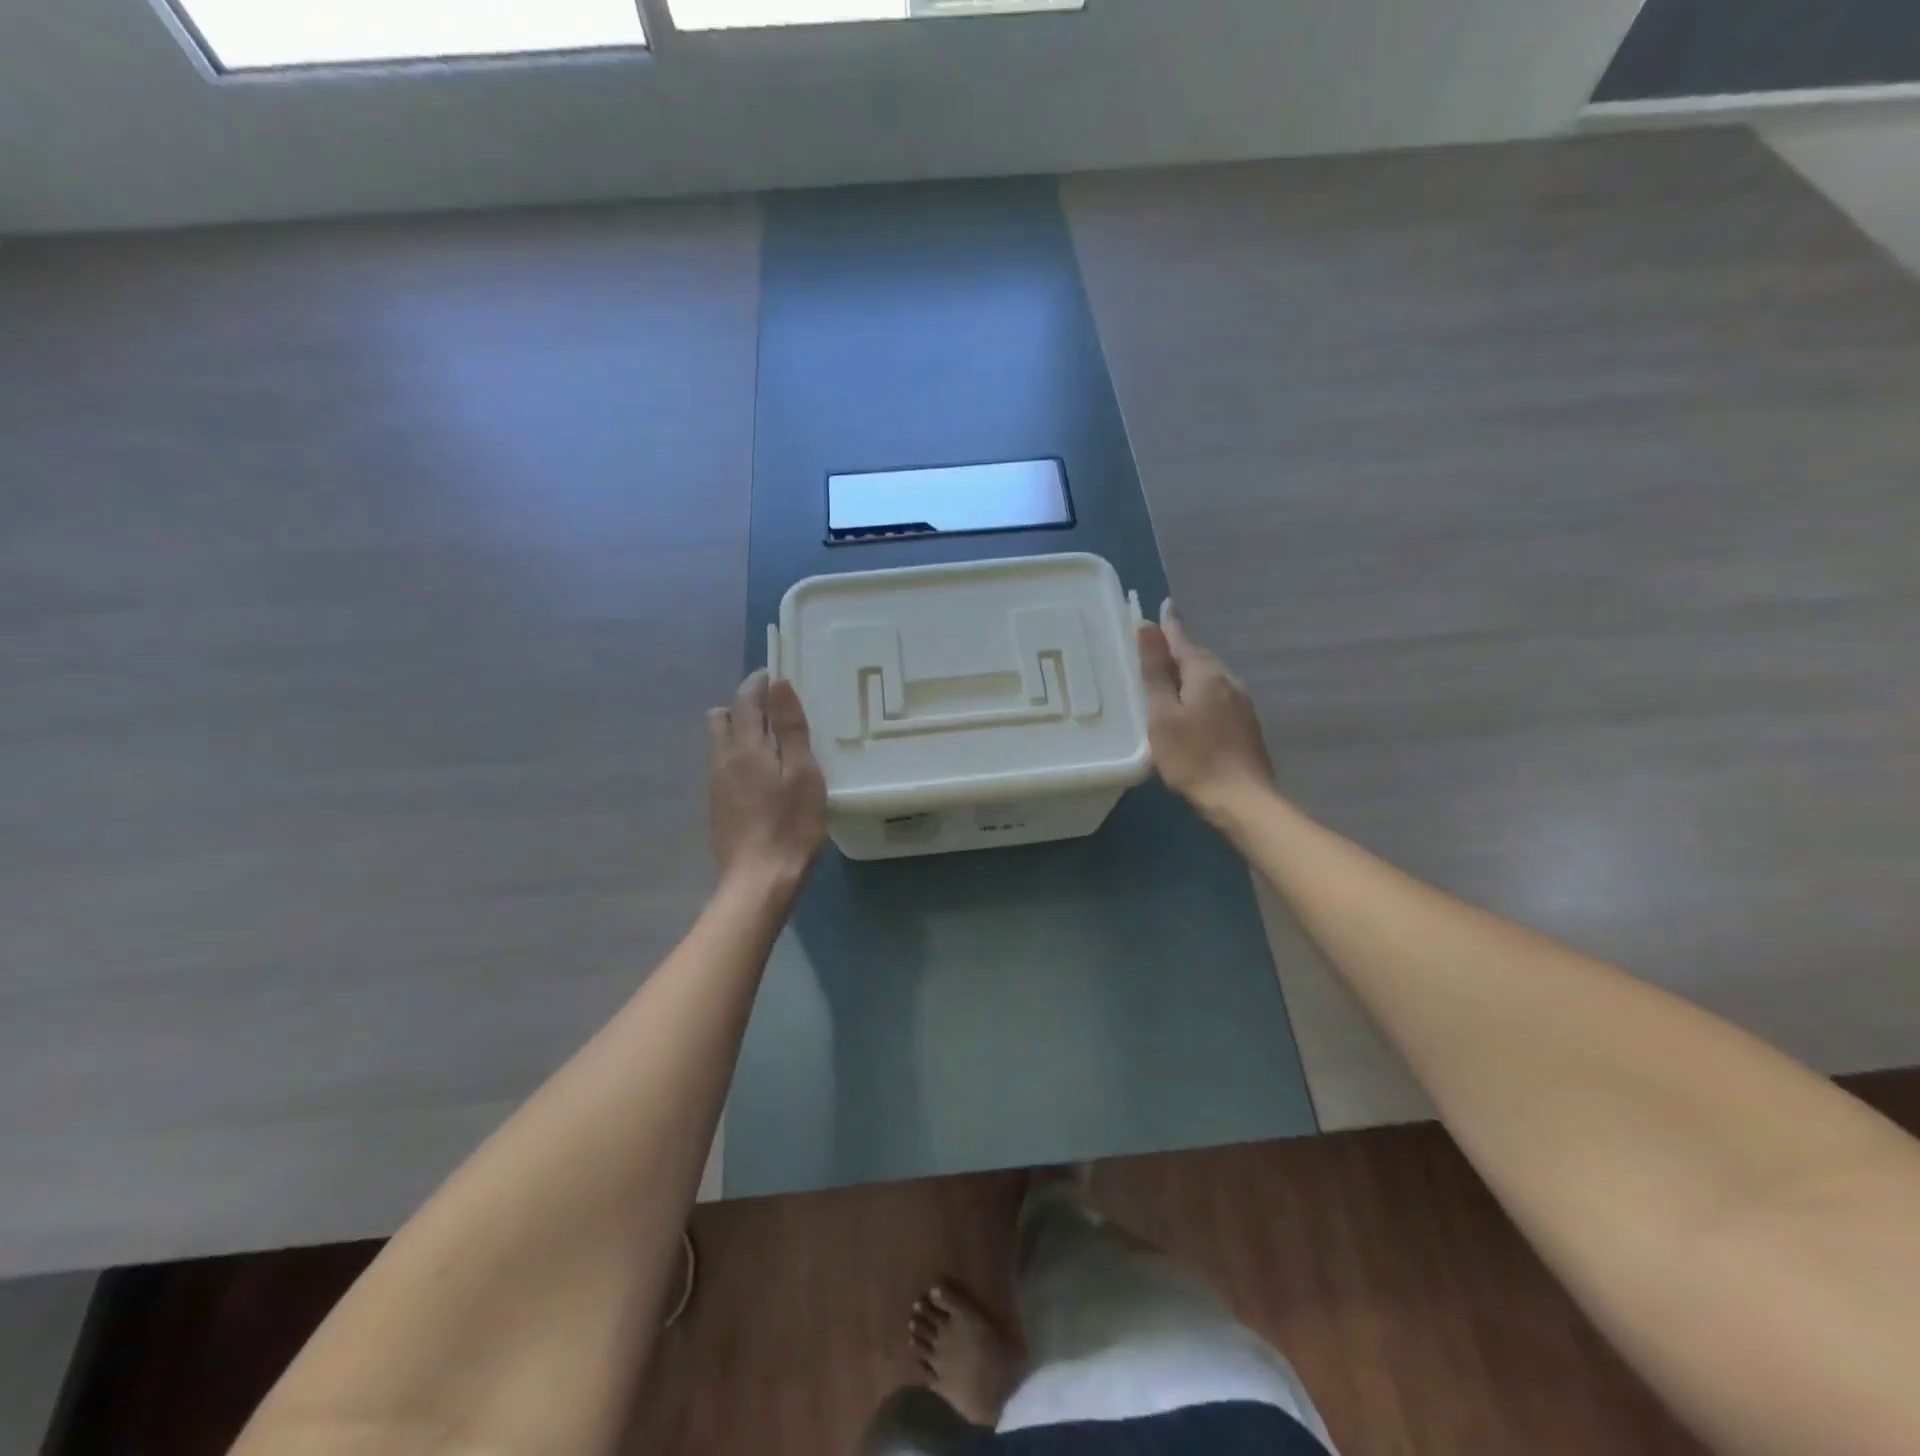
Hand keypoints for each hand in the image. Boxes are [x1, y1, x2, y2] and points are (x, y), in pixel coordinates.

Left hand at [707, 670, 826, 892]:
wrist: (759, 880)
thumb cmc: (791, 824)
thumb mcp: (803, 773)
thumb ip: (790, 729)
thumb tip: (778, 685)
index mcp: (745, 747)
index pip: (745, 700)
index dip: (758, 683)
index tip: (773, 674)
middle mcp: (723, 760)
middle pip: (722, 718)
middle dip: (743, 706)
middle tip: (775, 711)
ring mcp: (716, 785)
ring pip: (720, 743)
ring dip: (740, 732)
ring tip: (773, 744)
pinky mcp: (717, 807)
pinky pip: (724, 766)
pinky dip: (740, 757)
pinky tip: (763, 776)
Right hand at [1138, 600, 1275, 827]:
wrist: (1241, 799)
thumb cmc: (1193, 757)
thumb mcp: (1163, 714)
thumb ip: (1155, 672)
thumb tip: (1149, 627)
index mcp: (1206, 674)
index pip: (1182, 639)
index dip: (1168, 625)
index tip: (1162, 606)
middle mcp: (1228, 680)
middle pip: (1198, 656)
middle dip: (1177, 648)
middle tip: (1154, 645)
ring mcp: (1241, 702)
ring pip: (1209, 677)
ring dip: (1188, 672)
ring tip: (1166, 676)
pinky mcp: (1245, 724)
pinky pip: (1217, 695)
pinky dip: (1199, 692)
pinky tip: (1189, 706)